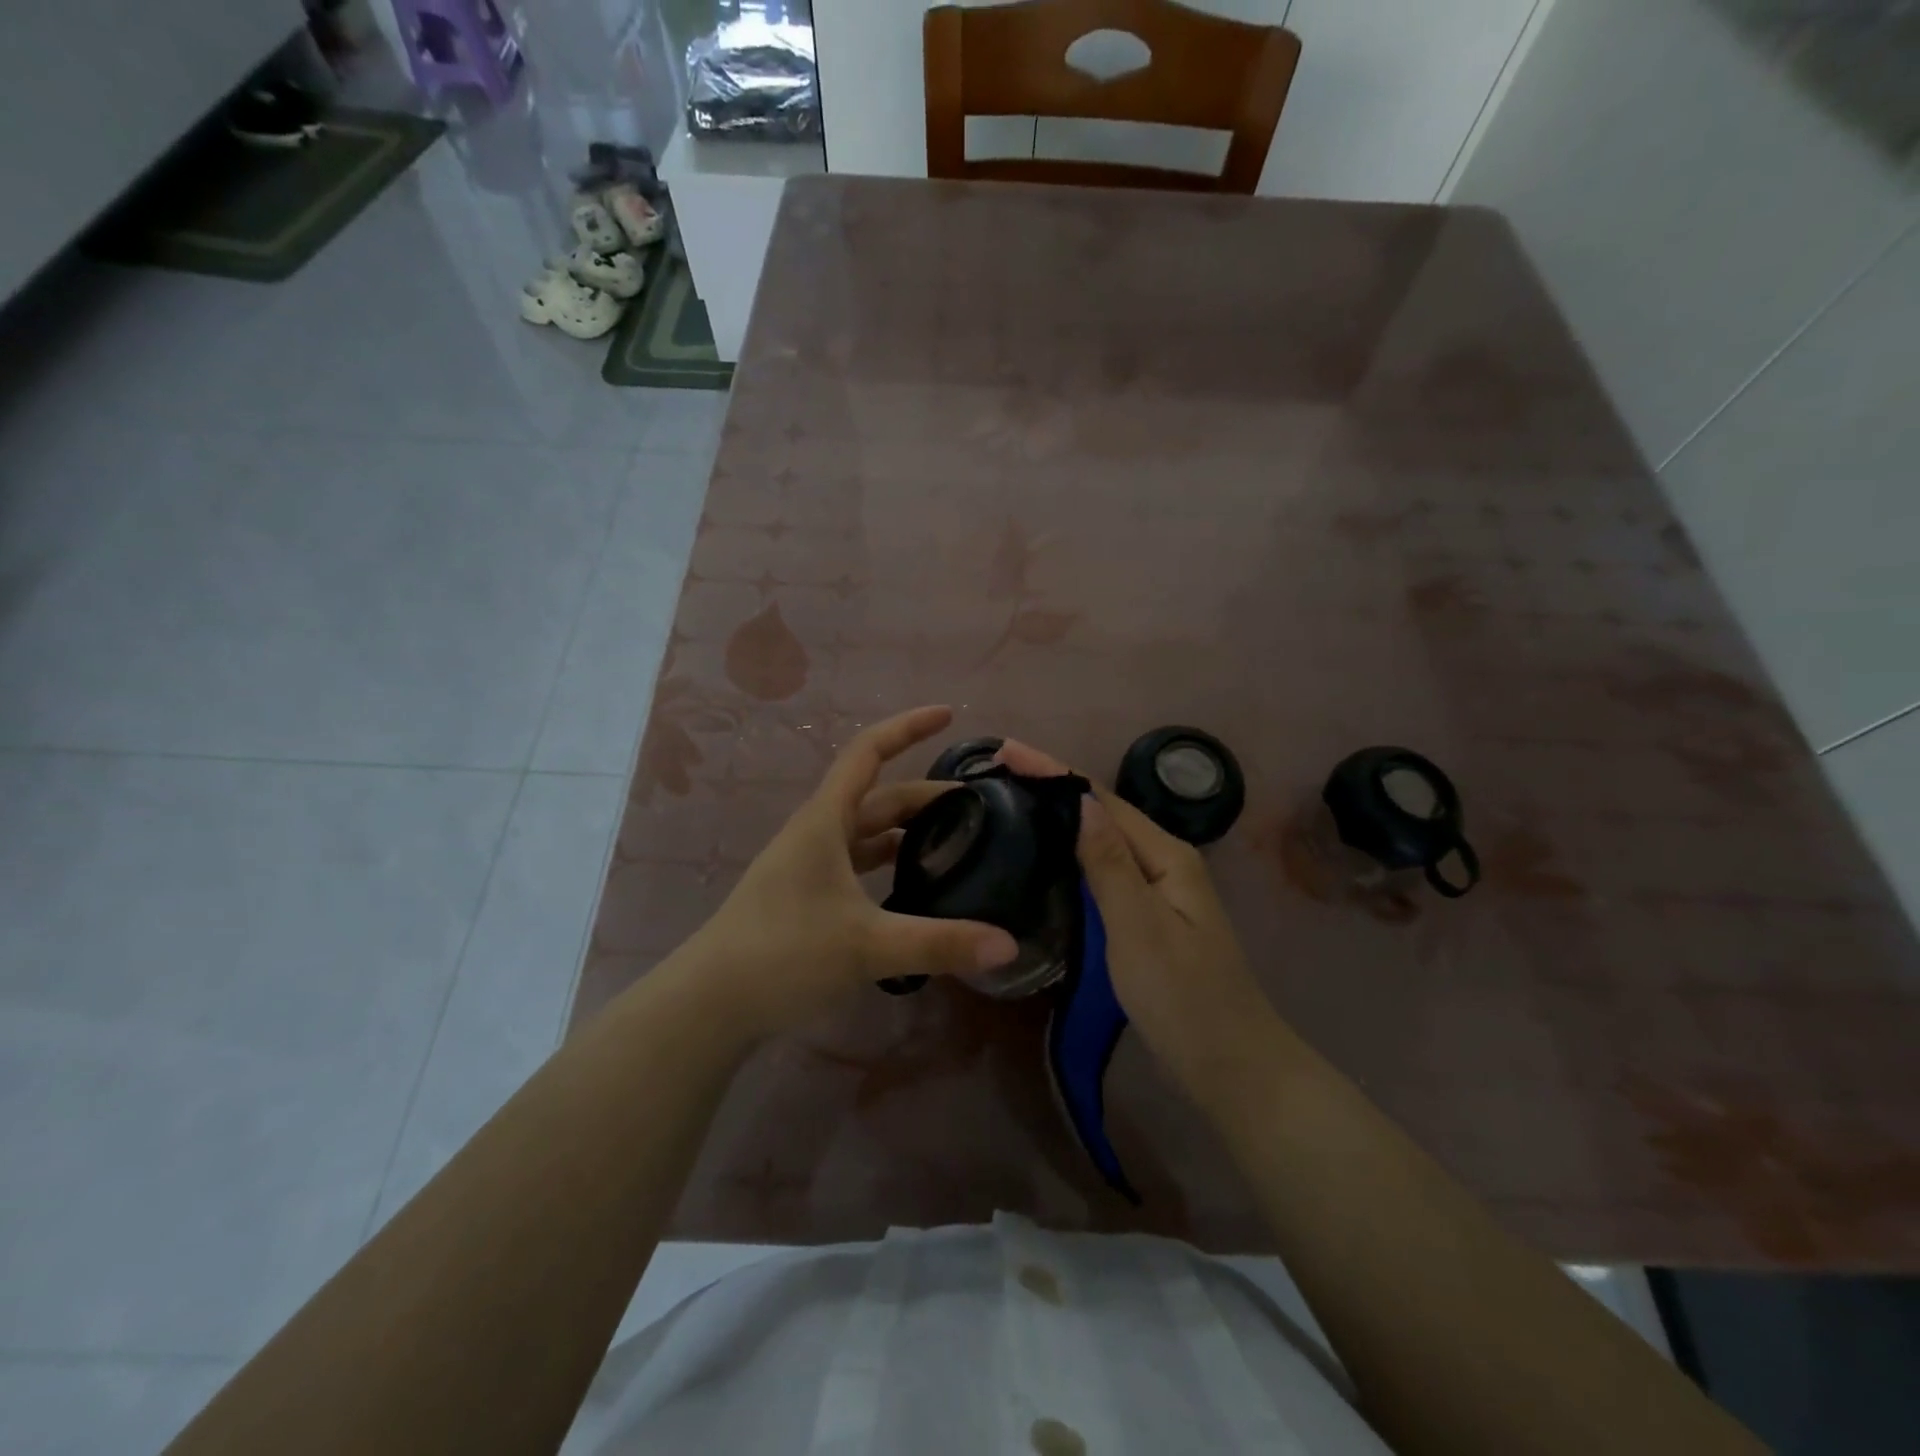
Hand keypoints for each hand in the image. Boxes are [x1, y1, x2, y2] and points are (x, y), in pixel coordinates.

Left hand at [680, 706, 1019, 1039]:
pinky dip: (889, 865)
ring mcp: (809, 866)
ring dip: (908, 831)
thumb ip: (939, 943)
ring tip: (956, 843)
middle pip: (878, 797)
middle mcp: (817, 833)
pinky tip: (915, 888)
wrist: (709, 1003)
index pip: (869, 753)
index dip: (908, 727)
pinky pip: (858, 865)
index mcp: (825, 821)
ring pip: (868, 833)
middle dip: (926, 796)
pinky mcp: (807, 897)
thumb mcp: (867, 946)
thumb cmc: (783, 954)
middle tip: (978, 808)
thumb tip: (1008, 945)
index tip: (948, 715)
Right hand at [997, 741, 1278, 1105]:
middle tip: (1000, 771)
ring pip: (1103, 837)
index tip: (1006, 750)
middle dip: (1054, 784)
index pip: (1100, 799)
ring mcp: (1159, 889)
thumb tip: (1079, 802)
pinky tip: (1048, 853)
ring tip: (1014, 800)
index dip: (1053, 770)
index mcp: (1166, 855)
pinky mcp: (1148, 915)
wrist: (1231, 1066)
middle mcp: (1165, 861)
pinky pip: (1104, 867)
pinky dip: (1072, 850)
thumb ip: (1109, 864)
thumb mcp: (1140, 928)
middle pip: (1103, 811)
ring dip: (1061, 814)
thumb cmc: (1183, 998)